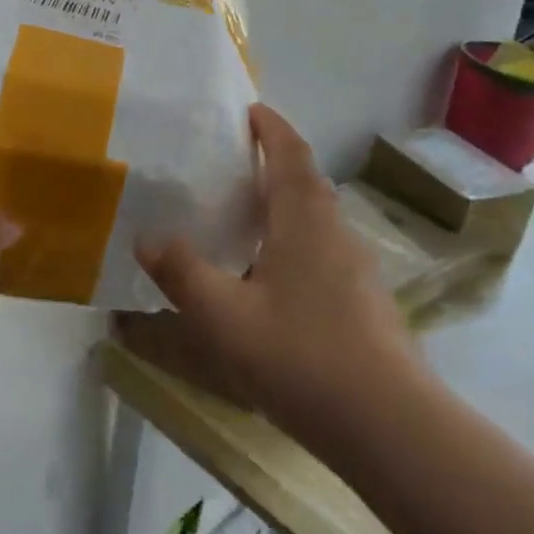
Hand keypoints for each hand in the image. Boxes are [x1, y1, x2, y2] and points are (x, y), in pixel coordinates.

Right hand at [126, 104, 415, 451]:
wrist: (387, 424)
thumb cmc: (300, 355)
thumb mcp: (224, 315)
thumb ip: (182, 273)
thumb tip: (147, 238)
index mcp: (305, 219)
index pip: (290, 153)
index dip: (270, 127)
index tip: (249, 109)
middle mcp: (336, 232)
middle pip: (305, 182)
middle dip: (272, 165)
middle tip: (229, 166)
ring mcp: (356, 268)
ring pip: (315, 220)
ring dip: (282, 206)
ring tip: (240, 219)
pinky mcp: (364, 301)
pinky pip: (321, 251)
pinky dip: (292, 242)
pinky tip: (267, 278)